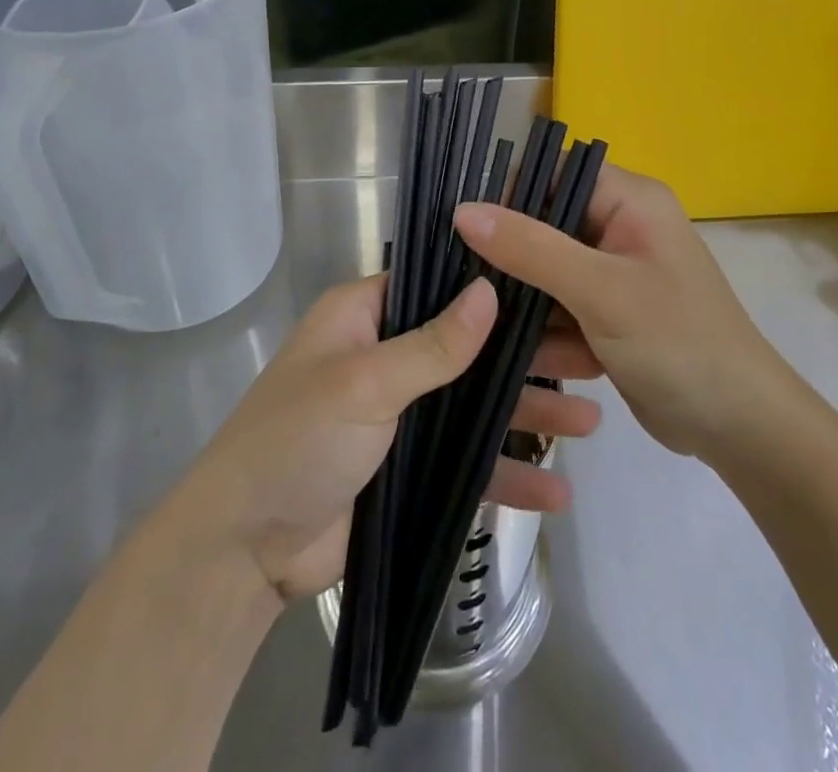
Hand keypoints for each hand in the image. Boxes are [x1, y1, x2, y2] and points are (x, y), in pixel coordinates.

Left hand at [176, 273, 602, 604]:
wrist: (244, 552)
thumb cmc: (296, 441)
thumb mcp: (364, 384)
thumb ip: (432, 345)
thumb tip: (490, 290)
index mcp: (364, 316)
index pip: (437, 285)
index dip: (492, 287)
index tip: (552, 289)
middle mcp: (386, 356)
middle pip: (469, 347)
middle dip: (527, 357)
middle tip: (593, 359)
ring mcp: (400, 414)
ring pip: (475, 405)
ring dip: (528, 415)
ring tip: (593, 423)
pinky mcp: (408, 468)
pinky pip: (466, 463)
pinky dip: (506, 474)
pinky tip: (556, 491)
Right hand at [455, 163, 781, 460]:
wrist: (740, 429)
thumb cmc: (678, 343)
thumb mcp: (599, 291)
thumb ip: (530, 248)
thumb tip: (462, 210)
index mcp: (628, 199)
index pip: (552, 174)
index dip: (507, 195)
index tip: (464, 230)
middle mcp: (620, 225)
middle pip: (544, 225)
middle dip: (510, 259)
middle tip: (470, 288)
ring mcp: (614, 272)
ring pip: (545, 271)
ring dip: (526, 303)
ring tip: (496, 333)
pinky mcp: (609, 312)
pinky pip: (560, 307)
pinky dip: (548, 333)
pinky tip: (538, 362)